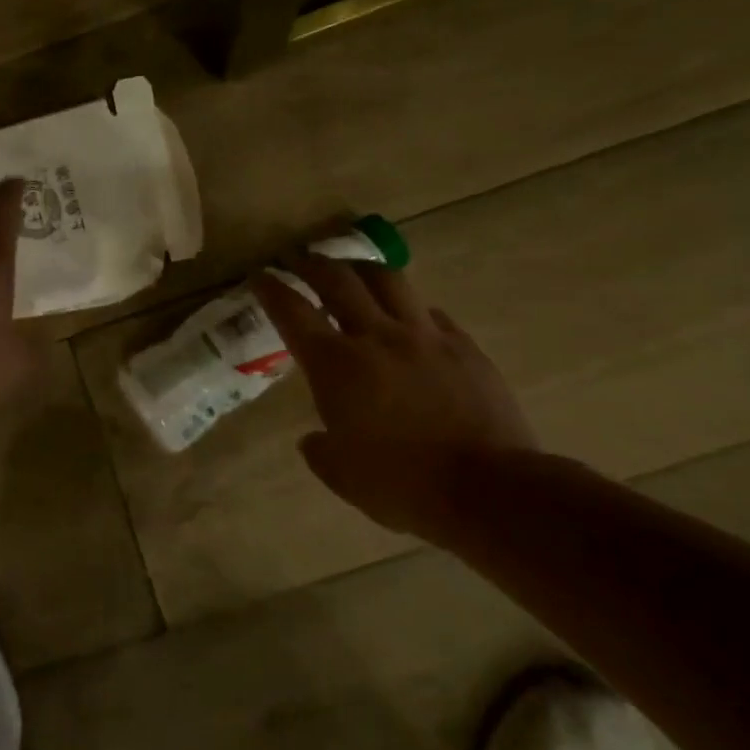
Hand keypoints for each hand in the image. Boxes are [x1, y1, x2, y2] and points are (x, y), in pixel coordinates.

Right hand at [251, 257, 537, 541]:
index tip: (260, 277)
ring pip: (388, 280)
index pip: (292, 312)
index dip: (271, 289)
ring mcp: (424, 336)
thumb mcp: (343, 477)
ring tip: (353, 270)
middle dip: (312, 264)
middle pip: (338, 280)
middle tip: (300, 259)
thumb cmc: (403, 486)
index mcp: (336, 366)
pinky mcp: (463, 346)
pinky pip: (431, 312)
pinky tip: (410, 318)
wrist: (489, 490)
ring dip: (362, 268)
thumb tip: (314, 439)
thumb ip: (321, 450)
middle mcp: (377, 337)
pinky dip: (411, 308)